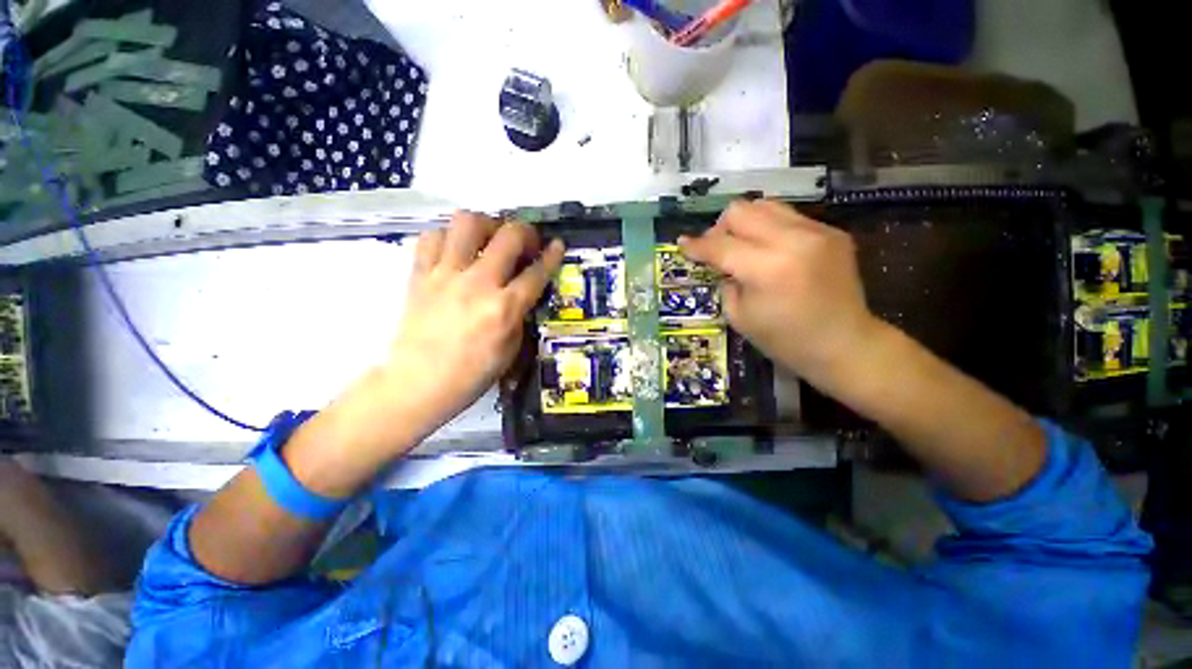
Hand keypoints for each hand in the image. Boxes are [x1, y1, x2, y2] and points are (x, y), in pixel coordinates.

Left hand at [383, 211, 564, 436]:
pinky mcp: (420, 275)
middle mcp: (478, 283)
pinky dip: (448, 236)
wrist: (418, 383)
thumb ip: (519, 315)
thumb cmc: (471, 374)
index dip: (552, 255)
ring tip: (489, 238)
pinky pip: (432, 237)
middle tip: (525, 241)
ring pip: (467, 222)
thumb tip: (522, 292)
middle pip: (508, 236)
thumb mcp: (511, 349)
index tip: (557, 245)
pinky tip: (455, 250)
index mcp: (504, 308)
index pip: (536, 272)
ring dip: (486, 224)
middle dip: (525, 231)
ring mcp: (445, 275)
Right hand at [679, 200, 877, 384]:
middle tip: (718, 249)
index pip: (720, 245)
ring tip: (744, 246)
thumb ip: (725, 280)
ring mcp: (818, 231)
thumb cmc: (785, 340)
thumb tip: (719, 260)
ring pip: (765, 205)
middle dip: (720, 228)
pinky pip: (788, 217)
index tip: (683, 243)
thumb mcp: (739, 316)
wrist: (845, 345)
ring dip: (746, 223)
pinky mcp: (832, 231)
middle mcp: (794, 240)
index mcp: (767, 269)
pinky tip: (772, 252)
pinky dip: (770, 229)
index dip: (696, 245)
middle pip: (741, 210)